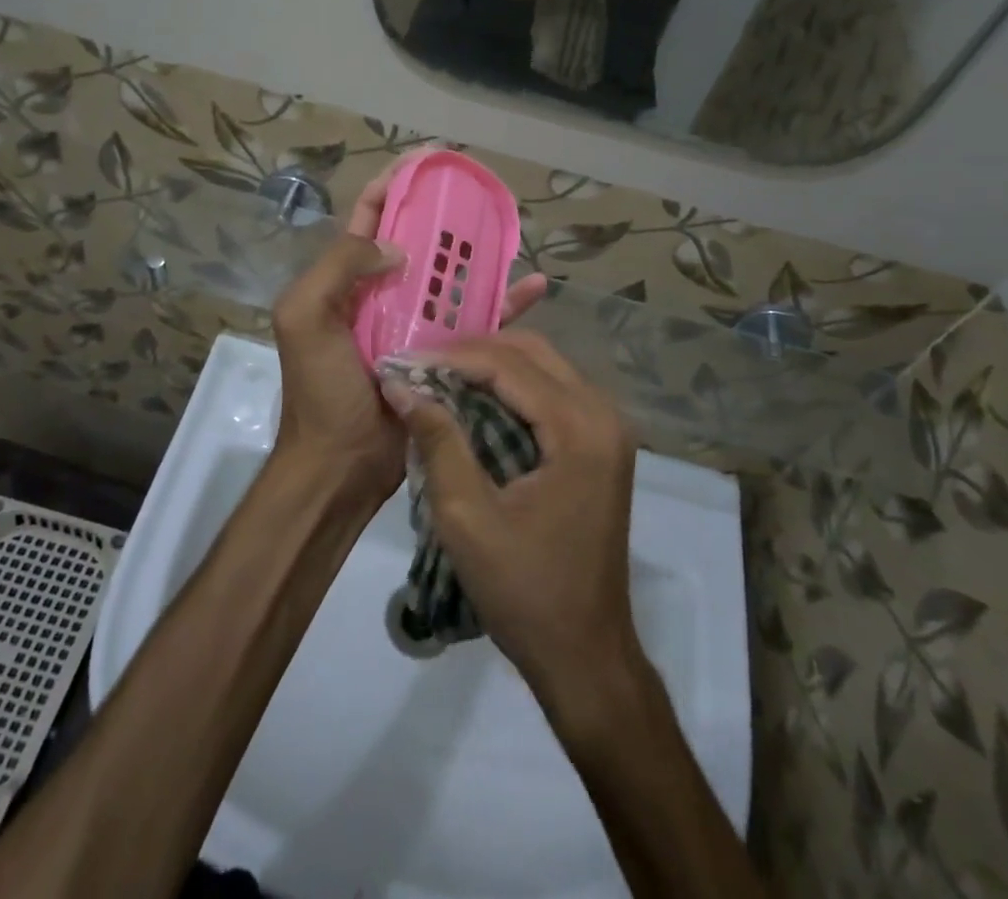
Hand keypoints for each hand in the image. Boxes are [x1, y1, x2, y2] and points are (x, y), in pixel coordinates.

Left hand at [269, 159, 549, 508]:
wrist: (341, 466)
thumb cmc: (320, 390)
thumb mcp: (305, 316)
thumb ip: (338, 266)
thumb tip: (395, 246)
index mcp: (345, 280)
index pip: (370, 216)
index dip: (395, 183)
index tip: (429, 160)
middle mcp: (382, 294)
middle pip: (418, 241)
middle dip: (444, 214)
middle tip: (479, 194)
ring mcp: (415, 324)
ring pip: (453, 277)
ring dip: (479, 254)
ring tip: (511, 230)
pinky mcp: (445, 353)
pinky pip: (480, 321)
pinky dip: (506, 303)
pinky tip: (536, 286)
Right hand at [379, 331, 640, 705]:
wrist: (585, 655)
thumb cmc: (525, 591)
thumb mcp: (467, 516)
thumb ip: (437, 441)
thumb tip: (400, 385)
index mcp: (581, 429)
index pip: (509, 365)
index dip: (450, 357)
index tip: (401, 361)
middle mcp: (603, 414)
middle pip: (532, 352)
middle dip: (471, 351)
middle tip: (419, 364)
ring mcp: (607, 428)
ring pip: (543, 366)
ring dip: (490, 364)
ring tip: (437, 375)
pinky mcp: (599, 443)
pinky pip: (551, 391)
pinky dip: (510, 387)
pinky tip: (472, 398)